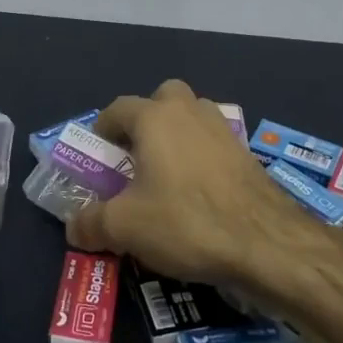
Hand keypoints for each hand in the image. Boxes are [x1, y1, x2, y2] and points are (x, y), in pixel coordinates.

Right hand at [66, 79, 325, 292]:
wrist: (267, 243)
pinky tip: (199, 193)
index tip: (98, 159)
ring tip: (167, 177)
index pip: (117, 108)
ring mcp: (223, 129)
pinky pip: (213, 143)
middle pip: (161, 99)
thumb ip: (92, 223)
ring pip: (192, 118)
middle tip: (136, 159)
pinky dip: (201, 158)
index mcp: (155, 117)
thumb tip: (75, 227)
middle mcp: (189, 111)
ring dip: (176, 137)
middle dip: (145, 122)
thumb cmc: (187, 222)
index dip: (101, 131)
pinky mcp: (246, 153)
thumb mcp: (125, 228)